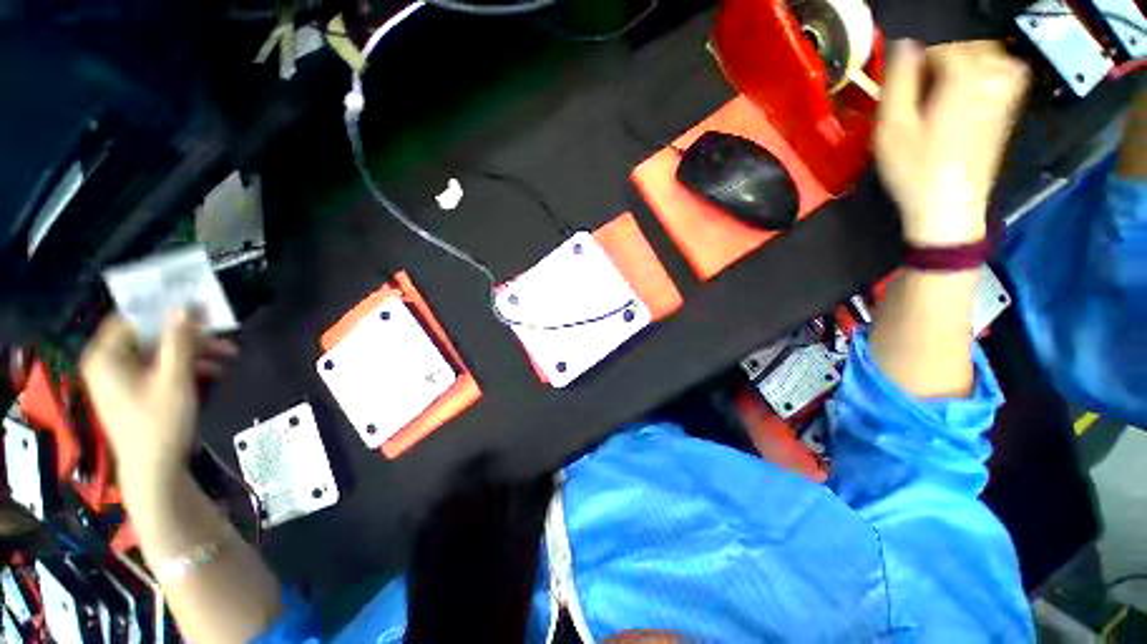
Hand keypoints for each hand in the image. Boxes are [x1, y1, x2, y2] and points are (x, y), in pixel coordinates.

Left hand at [80, 311, 236, 490]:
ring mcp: (120, 379)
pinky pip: (159, 369)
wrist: (154, 470)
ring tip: (228, 356)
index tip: (201, 310)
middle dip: (189, 337)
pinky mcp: (133, 392)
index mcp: (107, 356)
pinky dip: (185, 368)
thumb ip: (179, 340)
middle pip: (151, 336)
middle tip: (223, 337)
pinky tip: (212, 372)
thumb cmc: (160, 422)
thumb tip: (185, 306)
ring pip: (159, 353)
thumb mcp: (174, 378)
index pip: (135, 318)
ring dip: (194, 352)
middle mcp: (108, 363)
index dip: (168, 312)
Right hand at [876, 40, 1029, 246]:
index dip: (922, 54)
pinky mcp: (1008, 112)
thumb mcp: (892, 129)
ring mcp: (1005, 97)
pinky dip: (989, 71)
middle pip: (975, 46)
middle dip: (948, 53)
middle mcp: (991, 80)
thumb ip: (898, 83)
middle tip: (924, 75)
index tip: (905, 73)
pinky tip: (971, 87)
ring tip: (948, 78)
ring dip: (971, 59)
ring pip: (995, 57)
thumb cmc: (915, 169)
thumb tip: (904, 46)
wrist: (949, 207)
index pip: (947, 45)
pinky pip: (1006, 75)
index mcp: (962, 81)